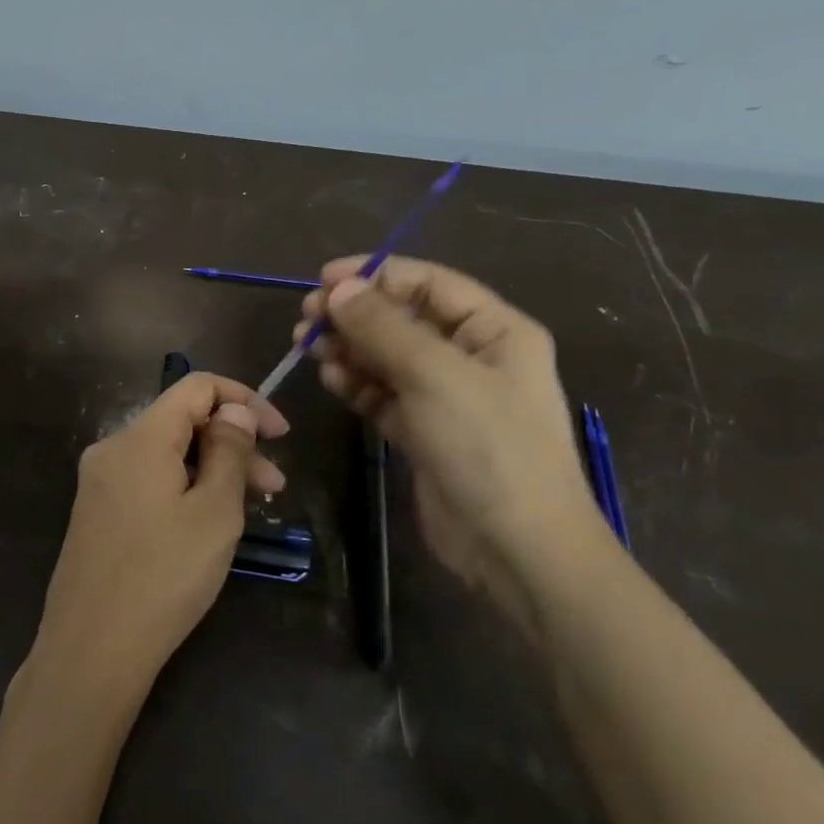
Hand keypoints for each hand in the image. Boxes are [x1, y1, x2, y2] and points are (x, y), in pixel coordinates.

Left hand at [31, 373, 289, 704]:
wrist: (91, 650)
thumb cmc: (164, 577)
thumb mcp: (214, 512)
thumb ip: (228, 451)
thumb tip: (234, 410)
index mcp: (139, 438)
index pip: (196, 386)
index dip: (243, 400)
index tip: (280, 434)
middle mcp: (112, 448)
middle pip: (181, 422)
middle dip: (233, 443)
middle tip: (274, 488)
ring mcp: (99, 481)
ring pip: (166, 455)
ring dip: (211, 470)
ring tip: (251, 510)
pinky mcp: (96, 511)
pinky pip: (148, 480)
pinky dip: (183, 488)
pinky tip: (207, 522)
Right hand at [296, 256, 607, 638]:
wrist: (517, 548)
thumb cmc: (488, 446)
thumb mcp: (435, 375)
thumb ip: (383, 327)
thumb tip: (340, 288)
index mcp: (494, 331)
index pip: (429, 283)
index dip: (376, 275)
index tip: (323, 279)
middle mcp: (471, 357)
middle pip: (403, 319)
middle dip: (355, 314)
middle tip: (306, 318)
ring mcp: (446, 397)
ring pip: (387, 357)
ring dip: (349, 348)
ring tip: (308, 347)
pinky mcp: (423, 431)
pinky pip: (383, 394)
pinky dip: (356, 383)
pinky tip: (330, 379)